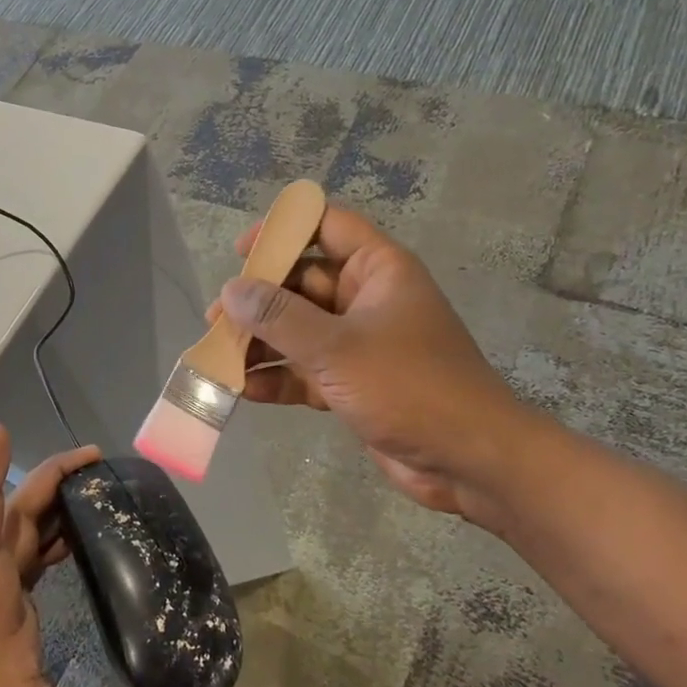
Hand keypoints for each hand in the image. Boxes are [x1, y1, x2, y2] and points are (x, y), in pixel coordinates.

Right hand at [210, 203, 533, 522]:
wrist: (469, 460)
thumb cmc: (408, 386)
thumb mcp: (336, 347)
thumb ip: (279, 316)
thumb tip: (231, 289)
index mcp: (377, 270)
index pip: (326, 226)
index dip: (284, 229)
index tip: (242, 252)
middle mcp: (367, 299)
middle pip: (301, 283)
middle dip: (258, 301)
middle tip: (217, 319)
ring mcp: (359, 343)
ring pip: (298, 330)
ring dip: (261, 343)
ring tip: (218, 356)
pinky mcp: (353, 383)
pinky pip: (305, 370)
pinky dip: (278, 378)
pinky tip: (243, 391)